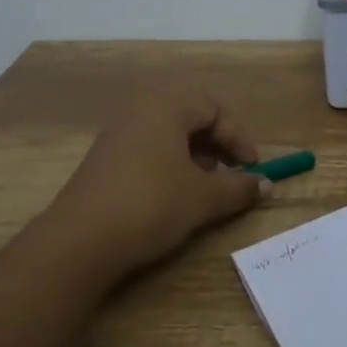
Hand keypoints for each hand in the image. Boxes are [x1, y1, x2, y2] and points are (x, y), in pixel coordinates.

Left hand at [44, 92, 266, 283]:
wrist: (79, 240)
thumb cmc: (151, 204)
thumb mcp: (202, 198)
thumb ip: (239, 187)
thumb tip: (267, 185)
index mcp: (166, 105)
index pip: (214, 108)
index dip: (239, 137)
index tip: (253, 168)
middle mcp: (141, 110)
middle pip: (191, 116)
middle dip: (218, 144)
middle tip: (233, 173)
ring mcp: (119, 133)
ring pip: (170, 134)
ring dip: (196, 156)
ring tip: (207, 186)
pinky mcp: (105, 159)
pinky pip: (149, 148)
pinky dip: (172, 164)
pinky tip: (176, 194)